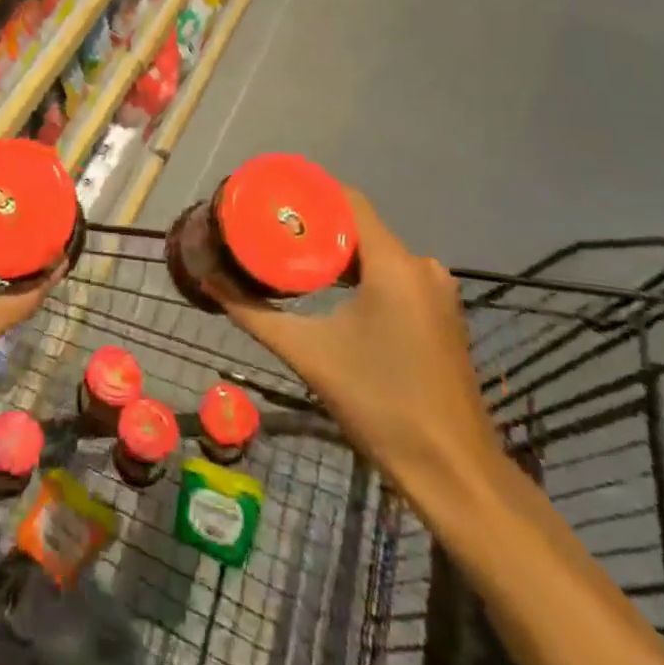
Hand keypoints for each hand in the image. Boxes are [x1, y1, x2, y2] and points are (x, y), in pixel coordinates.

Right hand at [206, 190, 497, 491]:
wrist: (453, 472)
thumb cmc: (379, 405)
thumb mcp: (308, 354)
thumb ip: (255, 314)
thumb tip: (209, 278)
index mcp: (394, 264)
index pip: (348, 200)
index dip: (308, 192)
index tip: (271, 199)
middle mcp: (422, 266)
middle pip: (360, 225)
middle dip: (315, 225)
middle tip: (271, 230)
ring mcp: (437, 291)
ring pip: (377, 251)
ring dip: (338, 251)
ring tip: (291, 255)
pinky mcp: (442, 314)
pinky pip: (394, 274)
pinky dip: (361, 273)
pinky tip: (331, 289)